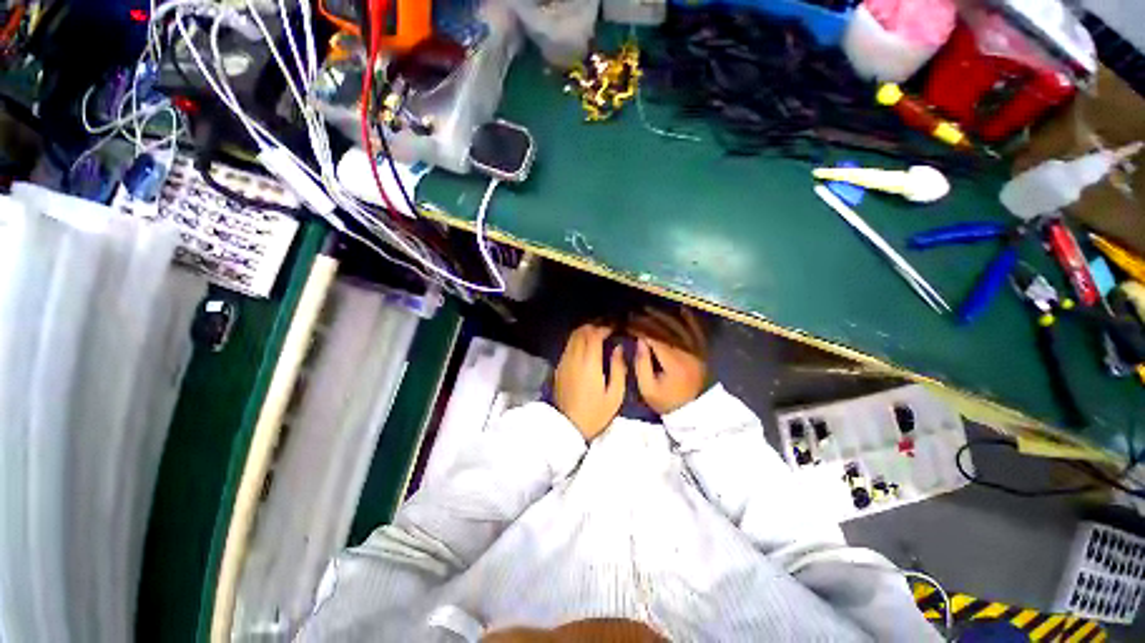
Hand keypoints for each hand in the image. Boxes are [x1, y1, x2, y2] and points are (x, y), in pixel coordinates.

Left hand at [554, 324, 626, 440]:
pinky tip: (585, 347)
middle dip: (593, 326)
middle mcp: (574, 358)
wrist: (569, 427)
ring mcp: (564, 362)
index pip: (594, 335)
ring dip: (584, 332)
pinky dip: (577, 341)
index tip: (613, 328)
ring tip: (597, 335)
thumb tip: (618, 348)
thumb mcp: (615, 394)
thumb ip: (618, 368)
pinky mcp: (559, 368)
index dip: (604, 328)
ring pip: (572, 338)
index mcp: (589, 363)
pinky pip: (568, 347)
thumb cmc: (596, 413)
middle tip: (606, 329)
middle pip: (581, 332)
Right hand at [631, 308, 707, 413]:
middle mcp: (687, 352)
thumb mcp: (648, 389)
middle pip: (666, 330)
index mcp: (674, 363)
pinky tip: (681, 309)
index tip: (627, 324)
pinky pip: (697, 331)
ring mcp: (697, 350)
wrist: (693, 410)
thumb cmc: (666, 401)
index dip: (640, 329)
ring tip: (649, 309)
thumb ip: (642, 364)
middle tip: (634, 314)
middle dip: (648, 320)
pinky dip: (690, 319)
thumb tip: (640, 340)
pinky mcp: (702, 351)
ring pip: (680, 327)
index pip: (655, 339)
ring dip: (664, 316)